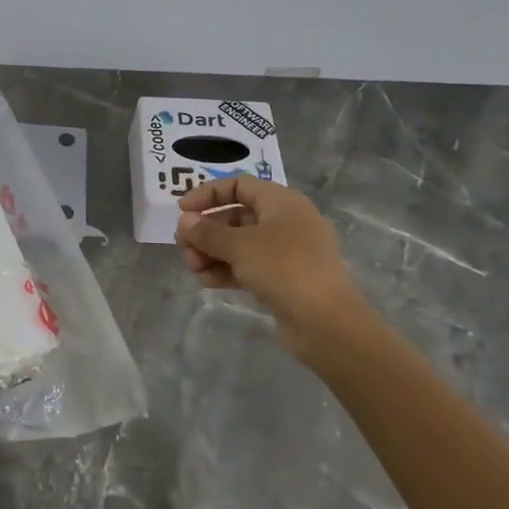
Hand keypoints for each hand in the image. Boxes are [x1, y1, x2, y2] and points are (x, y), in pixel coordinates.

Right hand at [174, 178, 365, 351]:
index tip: (182, 210)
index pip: (239, 185)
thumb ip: (208, 232)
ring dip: (212, 252)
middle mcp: (286, 222)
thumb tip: (185, 221)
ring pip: (240, 244)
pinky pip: (249, 266)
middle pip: (236, 217)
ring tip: (192, 267)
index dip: (208, 194)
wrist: (326, 322)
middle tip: (182, 245)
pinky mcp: (285, 279)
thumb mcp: (239, 245)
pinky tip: (206, 281)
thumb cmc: (284, 268)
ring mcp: (287, 252)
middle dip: (206, 230)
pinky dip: (226, 270)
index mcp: (282, 202)